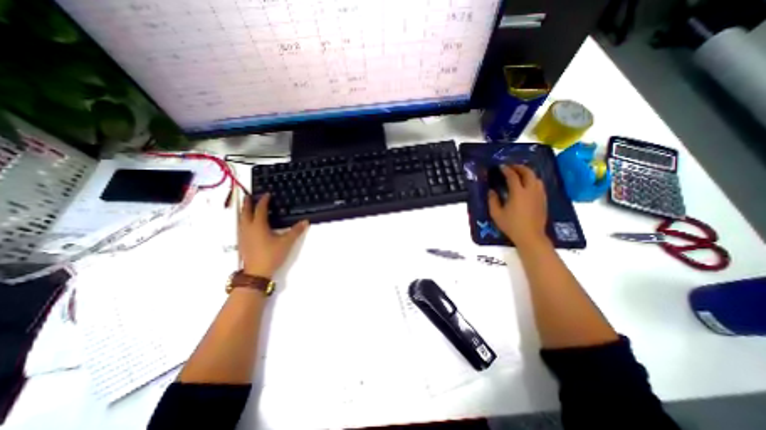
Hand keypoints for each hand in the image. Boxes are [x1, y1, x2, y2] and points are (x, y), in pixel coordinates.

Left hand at [240, 193, 308, 278]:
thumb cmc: (271, 255)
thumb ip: (296, 231)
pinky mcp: (242, 242)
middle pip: (245, 212)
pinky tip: (246, 224)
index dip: (263, 201)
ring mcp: (243, 236)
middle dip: (247, 203)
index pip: (260, 209)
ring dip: (243, 211)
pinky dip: (243, 220)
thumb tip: (306, 221)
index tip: (267, 194)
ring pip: (241, 219)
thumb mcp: (286, 242)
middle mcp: (248, 228)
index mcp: (258, 225)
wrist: (256, 273)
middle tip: (248, 196)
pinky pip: (240, 226)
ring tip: (245, 207)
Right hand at [487, 164, 547, 246]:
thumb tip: (491, 191)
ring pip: (536, 178)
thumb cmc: (511, 225)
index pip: (513, 176)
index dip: (506, 169)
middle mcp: (530, 190)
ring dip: (527, 173)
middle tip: (511, 167)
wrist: (530, 236)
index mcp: (518, 193)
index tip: (501, 166)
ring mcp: (539, 195)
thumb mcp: (496, 214)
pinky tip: (528, 185)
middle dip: (519, 167)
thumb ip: (492, 200)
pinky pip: (540, 185)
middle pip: (528, 172)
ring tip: (520, 174)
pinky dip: (533, 180)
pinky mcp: (543, 200)